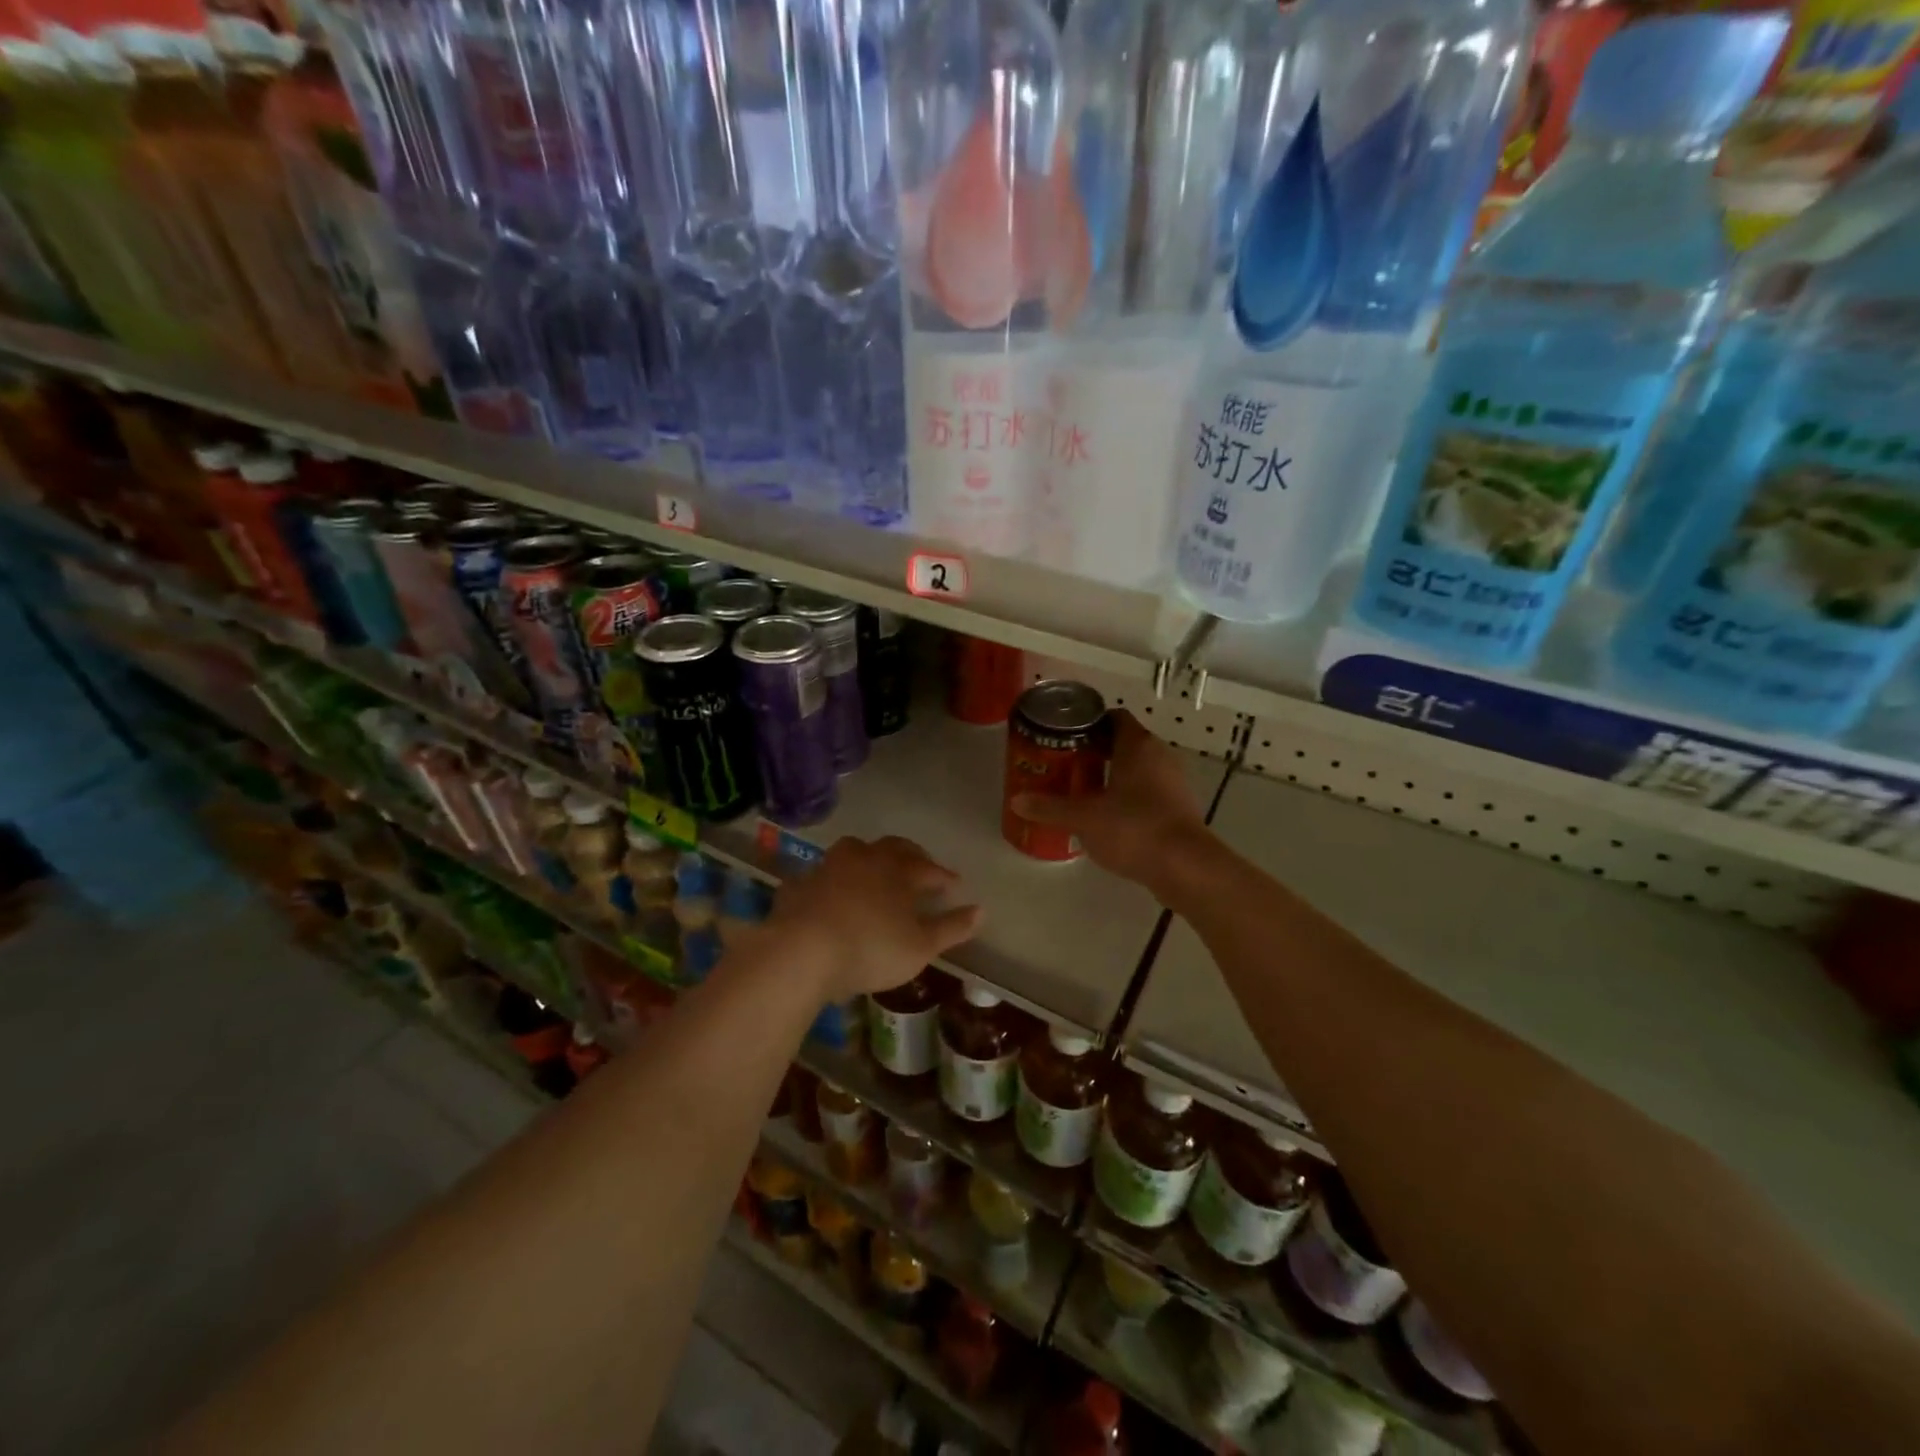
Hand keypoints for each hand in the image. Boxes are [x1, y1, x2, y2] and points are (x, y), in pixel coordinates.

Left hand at [761, 836, 982, 1000]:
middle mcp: (865, 859)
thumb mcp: (920, 946)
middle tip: (921, 865)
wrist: (802, 950)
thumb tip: (981, 910)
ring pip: (854, 850)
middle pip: (893, 848)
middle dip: (911, 855)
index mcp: (898, 871)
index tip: (954, 884)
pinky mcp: (800, 884)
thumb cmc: (871, 948)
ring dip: (869, 857)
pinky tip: (830, 893)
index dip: (943, 876)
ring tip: (875, 869)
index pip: (929, 868)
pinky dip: (831, 881)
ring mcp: (829, 867)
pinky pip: (820, 875)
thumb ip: (951, 928)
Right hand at [1012, 710, 1208, 892]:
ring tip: (1084, 791)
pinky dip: (1130, 797)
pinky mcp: (1180, 807)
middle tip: (1067, 765)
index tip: (1066, 738)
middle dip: (1096, 752)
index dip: (1089, 724)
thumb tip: (1017, 801)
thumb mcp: (1084, 818)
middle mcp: (1160, 754)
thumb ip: (1049, 808)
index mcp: (1137, 745)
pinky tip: (1110, 817)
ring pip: (1139, 768)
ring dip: (1114, 776)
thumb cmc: (1133, 828)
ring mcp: (1174, 781)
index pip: (1113, 718)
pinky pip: (1150, 791)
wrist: (1185, 867)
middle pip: (1125, 742)